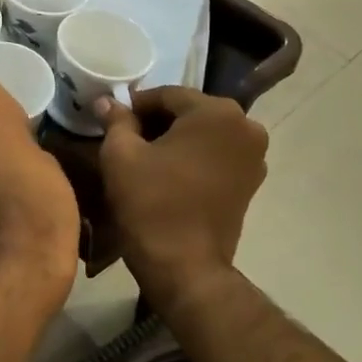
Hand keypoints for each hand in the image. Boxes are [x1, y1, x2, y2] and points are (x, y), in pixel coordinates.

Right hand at [98, 87, 268, 310]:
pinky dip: (193, 158)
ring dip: (176, 140)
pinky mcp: (252, 182)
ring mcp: (254, 156)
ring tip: (145, 159)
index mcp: (216, 112)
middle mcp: (246, 126)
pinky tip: (169, 175)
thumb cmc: (151, 204)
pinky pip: (217, 156)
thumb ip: (116, 121)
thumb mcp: (120, 155)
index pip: (167, 95)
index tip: (113, 121)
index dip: (135, 106)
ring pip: (205, 134)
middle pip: (190, 112)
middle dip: (157, 122)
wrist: (185, 267)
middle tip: (125, 139)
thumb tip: (106, 102)